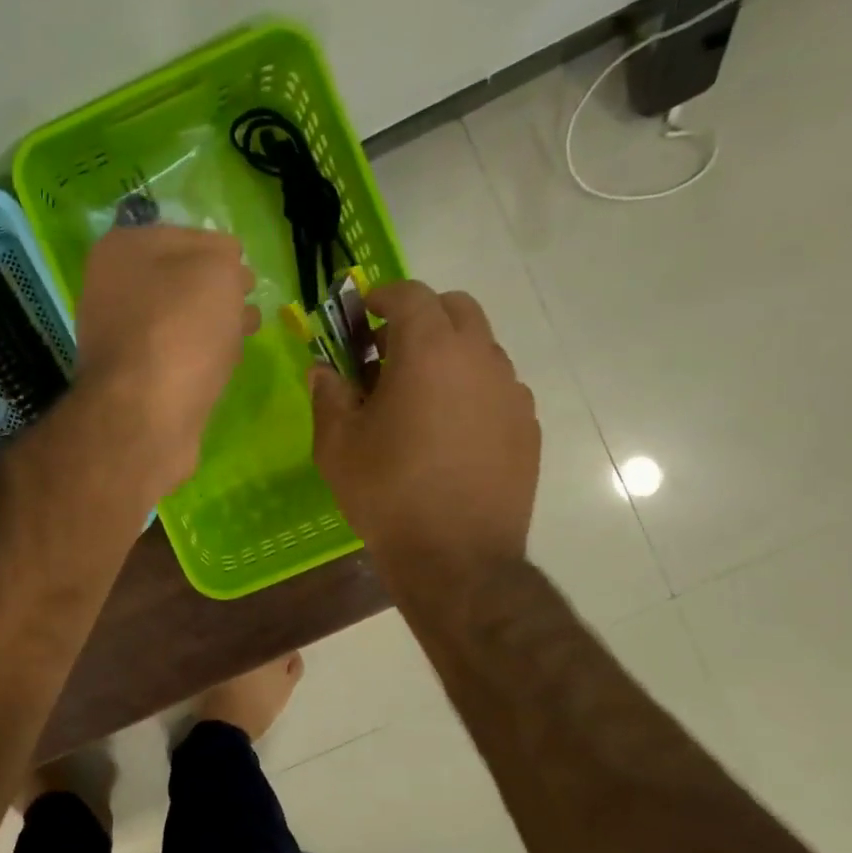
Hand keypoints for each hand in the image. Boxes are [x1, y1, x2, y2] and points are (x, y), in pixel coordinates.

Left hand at [75, 225, 257, 494]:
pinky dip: (200, 355)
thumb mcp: (217, 269)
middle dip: (217, 289)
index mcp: (122, 249)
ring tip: (246, 332)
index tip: (243, 270)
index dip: (218, 250)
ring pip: (179, 319)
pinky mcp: (133, 379)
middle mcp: (111, 288)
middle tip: (247, 302)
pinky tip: (225, 364)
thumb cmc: (180, 328)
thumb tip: (226, 270)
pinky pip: (175, 355)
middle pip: (179, 280)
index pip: (183, 235)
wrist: (145, 414)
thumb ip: (224, 256)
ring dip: (213, 322)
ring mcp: (119, 337)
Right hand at [311, 279, 539, 571]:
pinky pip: (496, 386)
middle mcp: (479, 358)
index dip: (382, 296)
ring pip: (480, 347)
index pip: (411, 294)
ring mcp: (511, 392)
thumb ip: (328, 395)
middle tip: (388, 352)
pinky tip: (449, 430)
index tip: (362, 314)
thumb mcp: (337, 444)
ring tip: (418, 396)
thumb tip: (324, 371)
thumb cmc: (387, 492)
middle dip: (420, 317)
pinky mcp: (527, 425)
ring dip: (447, 353)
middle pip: (456, 308)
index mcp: (430, 351)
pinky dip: (470, 388)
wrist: (456, 558)